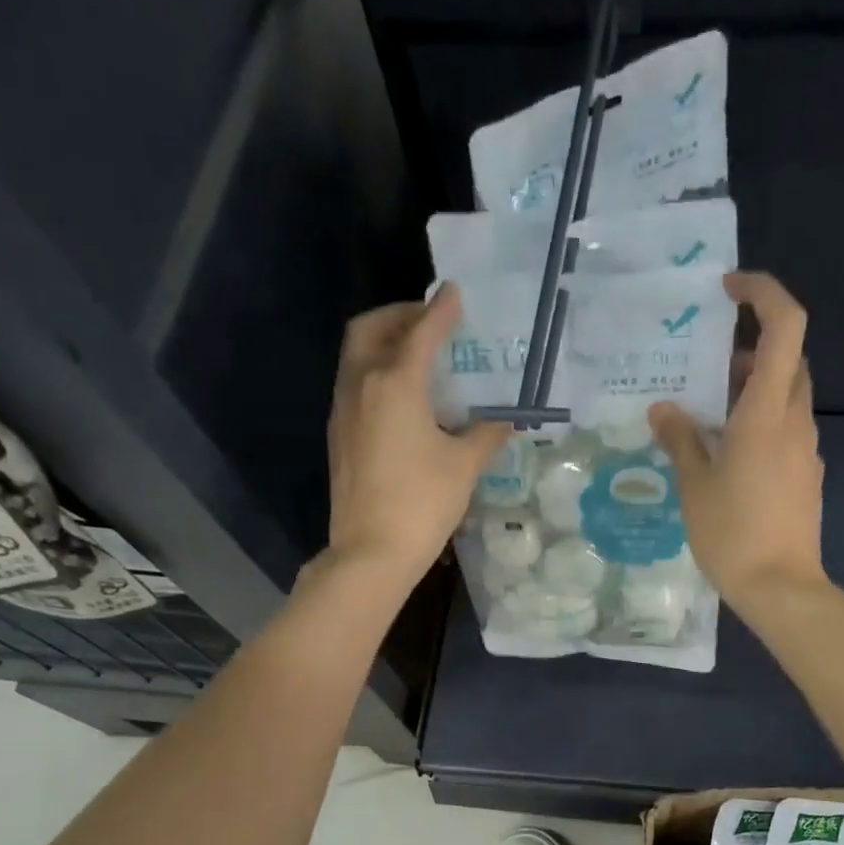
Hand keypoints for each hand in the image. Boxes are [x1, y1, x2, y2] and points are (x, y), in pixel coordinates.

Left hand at [321, 283, 508, 589]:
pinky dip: (376, 372)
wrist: (371, 552)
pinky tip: (402, 398)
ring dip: (384, 342)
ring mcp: (344, 410)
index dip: (441, 311)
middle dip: (399, 315)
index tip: (455, 292)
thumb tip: (504, 420)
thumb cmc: (422, 504)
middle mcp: (362, 385)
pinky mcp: (339, 435)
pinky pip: (354, 384)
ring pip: (357, 356)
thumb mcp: (464, 467)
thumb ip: (486, 435)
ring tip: (417, 356)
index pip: (420, 333)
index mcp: (395, 384)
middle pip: (371, 329)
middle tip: (428, 321)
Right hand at [649, 271, 825, 610]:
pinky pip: (786, 431)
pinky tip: (728, 455)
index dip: (763, 293)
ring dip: (754, 390)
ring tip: (708, 415)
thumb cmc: (733, 534)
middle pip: (788, 359)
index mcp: (767, 412)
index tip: (728, 291)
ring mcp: (806, 450)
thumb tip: (663, 409)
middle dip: (751, 348)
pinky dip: (761, 423)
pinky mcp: (806, 476)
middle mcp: (795, 421)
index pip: (785, 325)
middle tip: (707, 367)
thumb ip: (679, 439)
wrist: (781, 588)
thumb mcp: (694, 485)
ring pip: (787, 397)